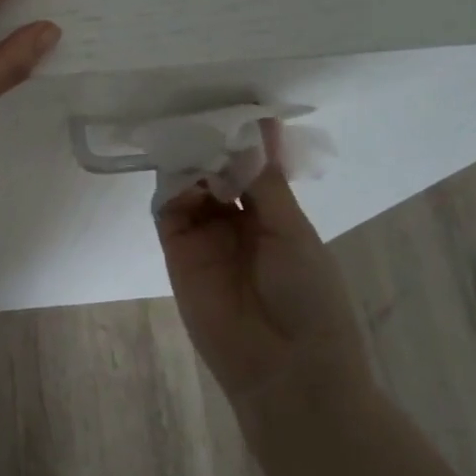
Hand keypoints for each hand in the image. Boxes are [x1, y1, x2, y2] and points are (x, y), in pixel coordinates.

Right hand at [156, 122, 371, 405]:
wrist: (284, 368)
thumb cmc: (307, 295)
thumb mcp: (292, 230)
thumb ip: (265, 179)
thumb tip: (261, 123)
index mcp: (273, 214)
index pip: (250, 166)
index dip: (240, 140)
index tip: (232, 108)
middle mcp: (237, 221)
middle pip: (215, 172)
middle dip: (210, 146)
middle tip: (203, 116)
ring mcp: (205, 236)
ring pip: (189, 185)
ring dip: (190, 162)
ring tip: (191, 139)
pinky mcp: (178, 251)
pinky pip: (168, 210)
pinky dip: (171, 186)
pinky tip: (180, 168)